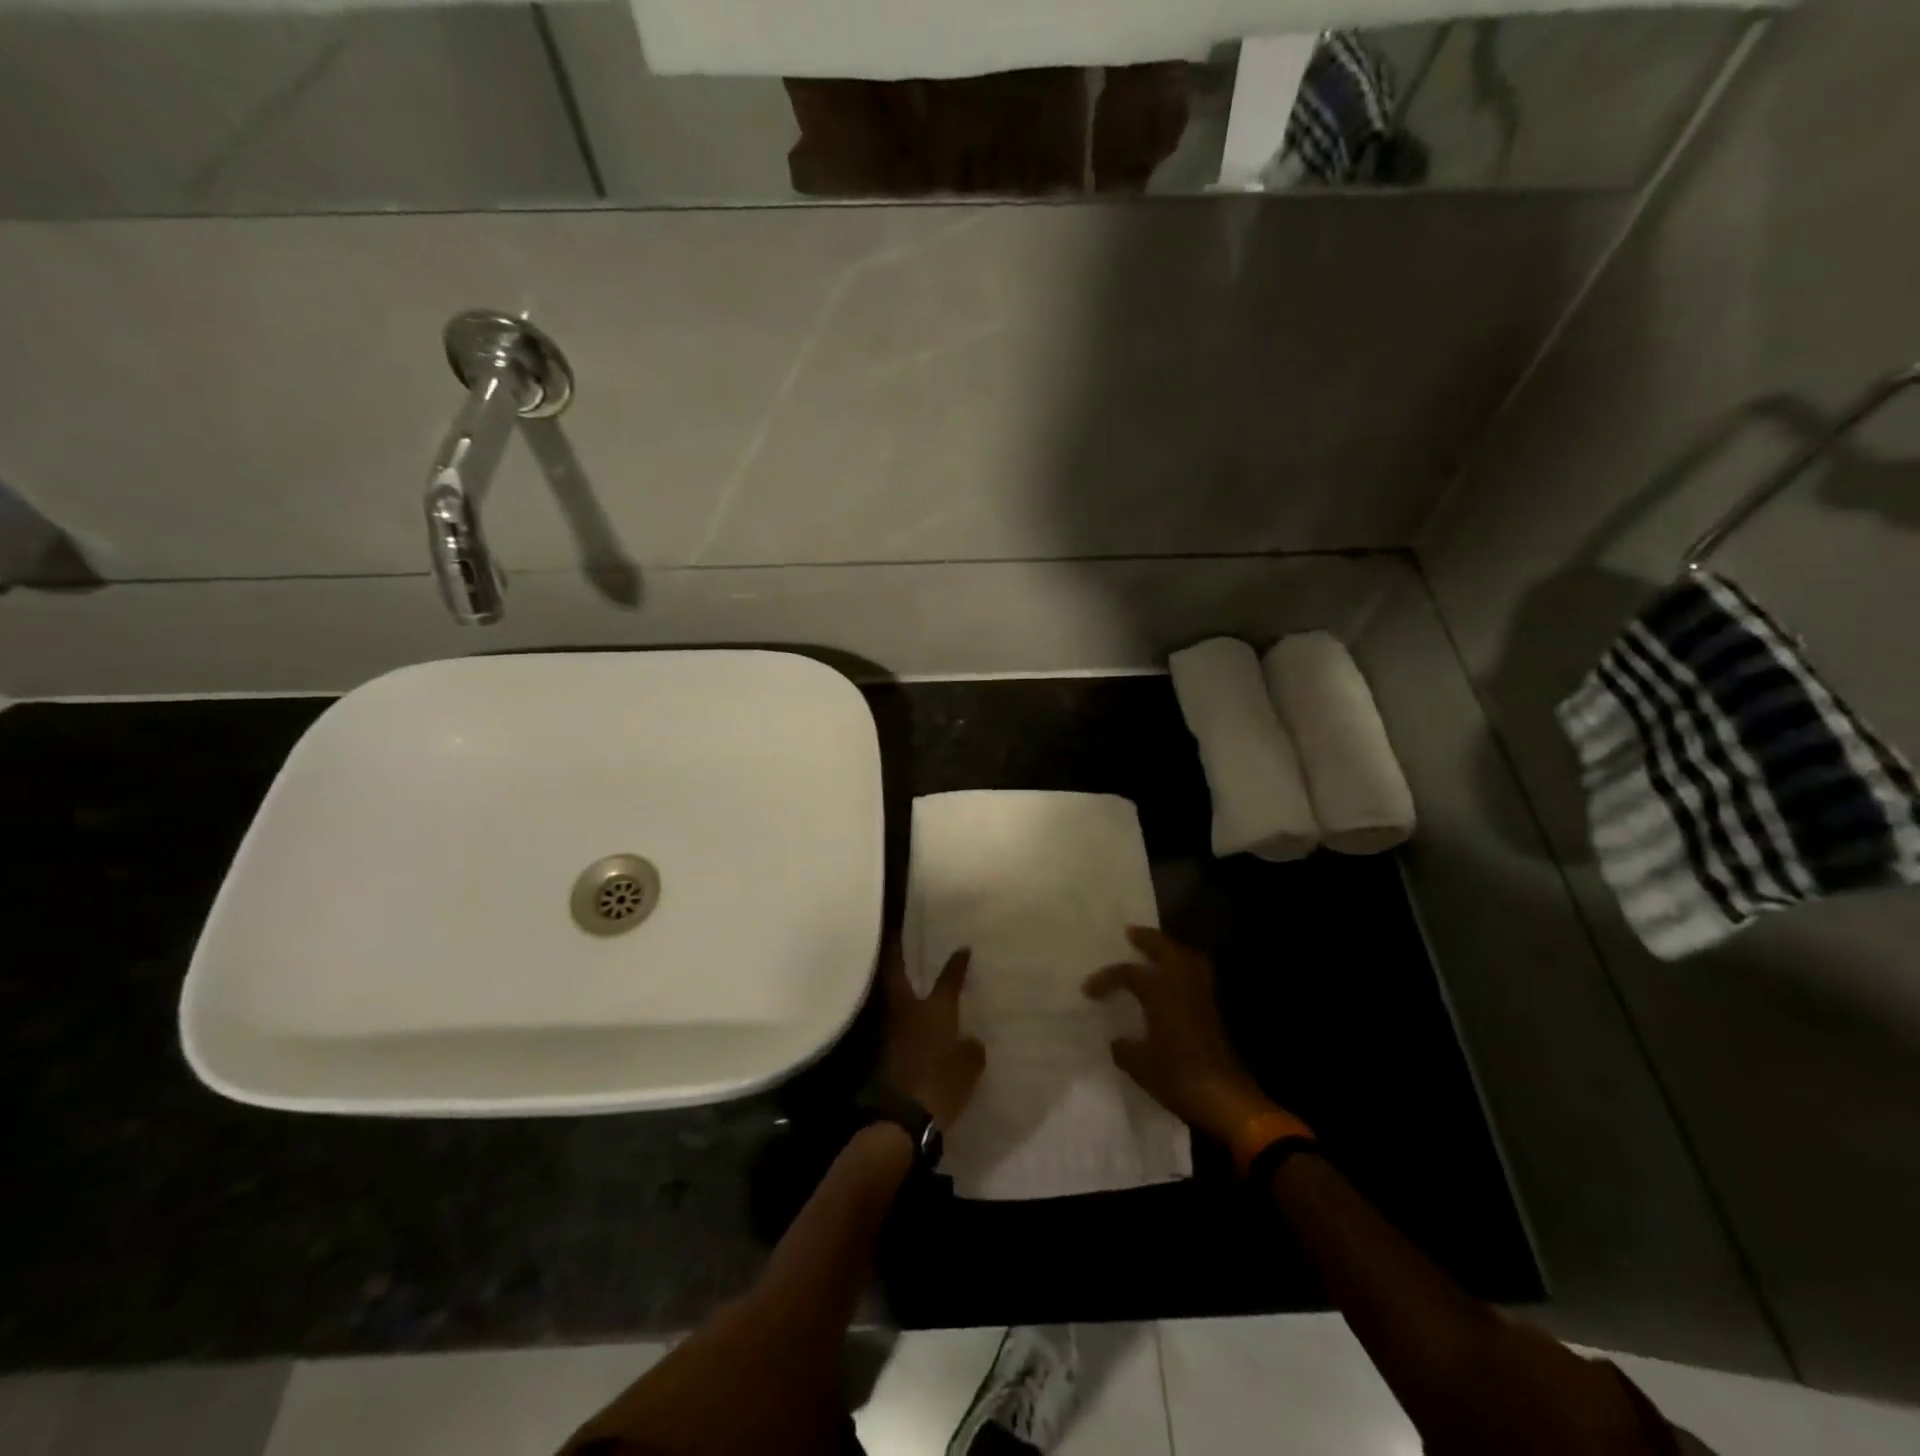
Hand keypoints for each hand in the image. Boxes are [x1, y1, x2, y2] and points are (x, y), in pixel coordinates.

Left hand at [881, 945, 985, 1129]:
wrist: (902, 1117)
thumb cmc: (942, 1084)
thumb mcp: (969, 1068)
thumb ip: (971, 1049)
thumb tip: (970, 1040)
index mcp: (935, 1009)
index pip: (948, 979)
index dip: (956, 963)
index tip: (962, 949)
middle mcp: (908, 1011)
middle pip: (896, 974)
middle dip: (896, 954)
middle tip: (897, 937)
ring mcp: (889, 1030)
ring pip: (891, 997)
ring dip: (896, 985)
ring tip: (905, 976)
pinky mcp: (880, 1051)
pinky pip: (891, 1023)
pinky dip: (897, 1015)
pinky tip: (906, 1019)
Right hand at [1084, 926, 1279, 1142]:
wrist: (1224, 1099)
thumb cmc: (1176, 1076)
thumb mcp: (1139, 1065)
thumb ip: (1124, 1047)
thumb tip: (1119, 1040)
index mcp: (1161, 992)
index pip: (1129, 973)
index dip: (1107, 978)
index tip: (1089, 990)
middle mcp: (1183, 985)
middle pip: (1166, 949)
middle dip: (1148, 938)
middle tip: (1131, 933)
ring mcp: (1202, 996)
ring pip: (1188, 959)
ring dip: (1171, 950)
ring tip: (1156, 950)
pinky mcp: (1213, 1011)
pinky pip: (1197, 975)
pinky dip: (1184, 968)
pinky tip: (1172, 981)